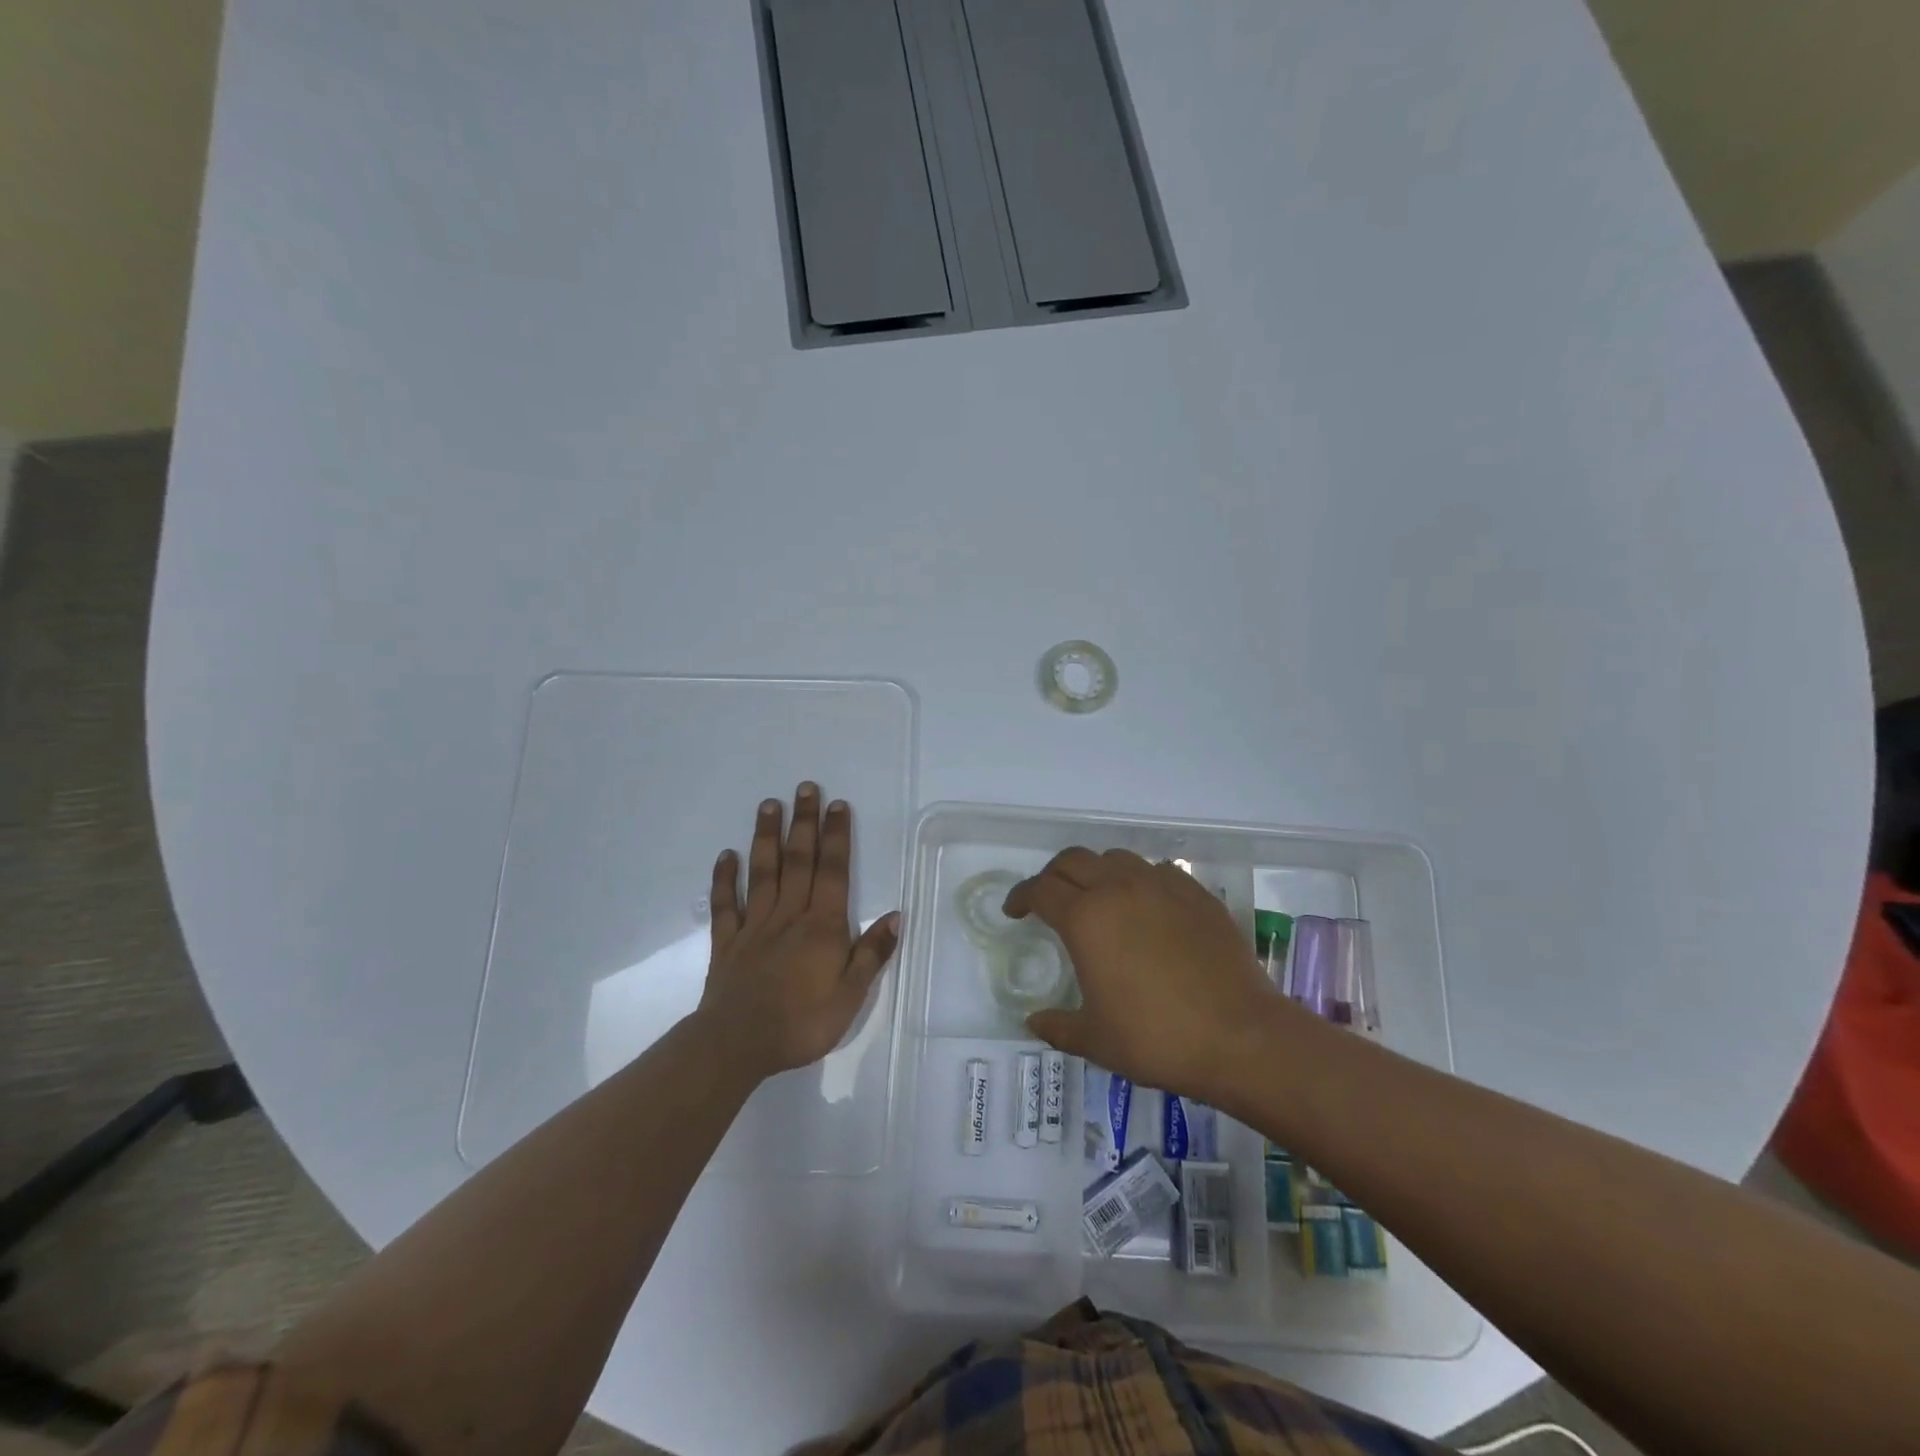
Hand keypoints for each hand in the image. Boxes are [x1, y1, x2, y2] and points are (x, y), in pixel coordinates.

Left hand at [697, 784, 900, 1080]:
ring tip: (768, 805)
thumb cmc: (802, 1022)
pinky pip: (726, 905)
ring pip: (763, 873)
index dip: (836, 837)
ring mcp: (755, 926)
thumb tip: (896, 915)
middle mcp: (789, 916)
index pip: (833, 872)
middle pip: (798, 861)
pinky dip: (725, 879)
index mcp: (822, 927)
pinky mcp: (727, 942)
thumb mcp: (851, 995)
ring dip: (767, 837)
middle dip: (804, 823)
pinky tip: (726, 856)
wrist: (738, 1045)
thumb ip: (872, 953)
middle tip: (804, 787)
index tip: (836, 805)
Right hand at [1004, 848, 1298, 1101]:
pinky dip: (1138, 880)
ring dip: (1096, 872)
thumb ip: (1058, 1026)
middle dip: (1052, 875)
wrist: (1240, 1036)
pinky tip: (1146, 907)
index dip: (1021, 896)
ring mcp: (1161, 885)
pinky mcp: (1195, 893)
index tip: (1015, 911)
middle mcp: (1119, 889)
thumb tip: (1033, 1021)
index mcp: (1086, 919)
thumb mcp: (1096, 1040)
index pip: (1040, 890)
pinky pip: (1156, 870)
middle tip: (1049, 899)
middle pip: (1073, 860)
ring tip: (1098, 899)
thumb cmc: (1157, 1039)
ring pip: (1115, 858)